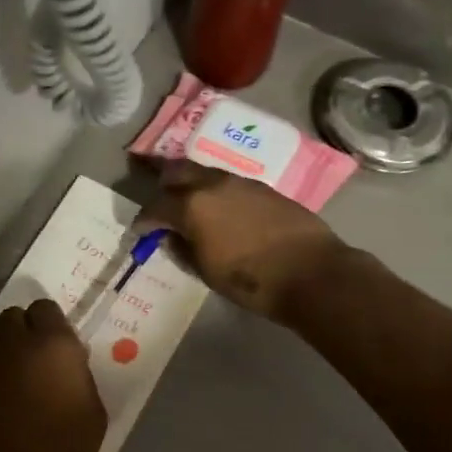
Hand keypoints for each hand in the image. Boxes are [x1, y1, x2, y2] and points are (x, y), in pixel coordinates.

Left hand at [0, 299, 106, 451]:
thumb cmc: (64, 448)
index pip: (45, 308)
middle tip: (42, 358)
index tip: (62, 344)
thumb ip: (79, 377)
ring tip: (25, 387)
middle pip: (14, 318)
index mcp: (51, 344)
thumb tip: (69, 367)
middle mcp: (15, 346)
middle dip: (26, 330)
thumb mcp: (93, 411)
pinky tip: (8, 411)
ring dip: (10, 357)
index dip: (52, 323)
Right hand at [138, 160, 351, 323]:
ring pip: (204, 173)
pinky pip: (228, 182)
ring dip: (190, 184)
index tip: (140, 230)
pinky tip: (219, 207)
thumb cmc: (251, 280)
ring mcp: (240, 182)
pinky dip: (215, 190)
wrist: (311, 273)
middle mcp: (212, 184)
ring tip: (187, 199)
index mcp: (191, 206)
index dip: (144, 219)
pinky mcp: (263, 188)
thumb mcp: (206, 271)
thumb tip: (170, 237)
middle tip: (157, 195)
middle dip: (162, 182)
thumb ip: (182, 249)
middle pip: (177, 171)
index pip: (155, 206)